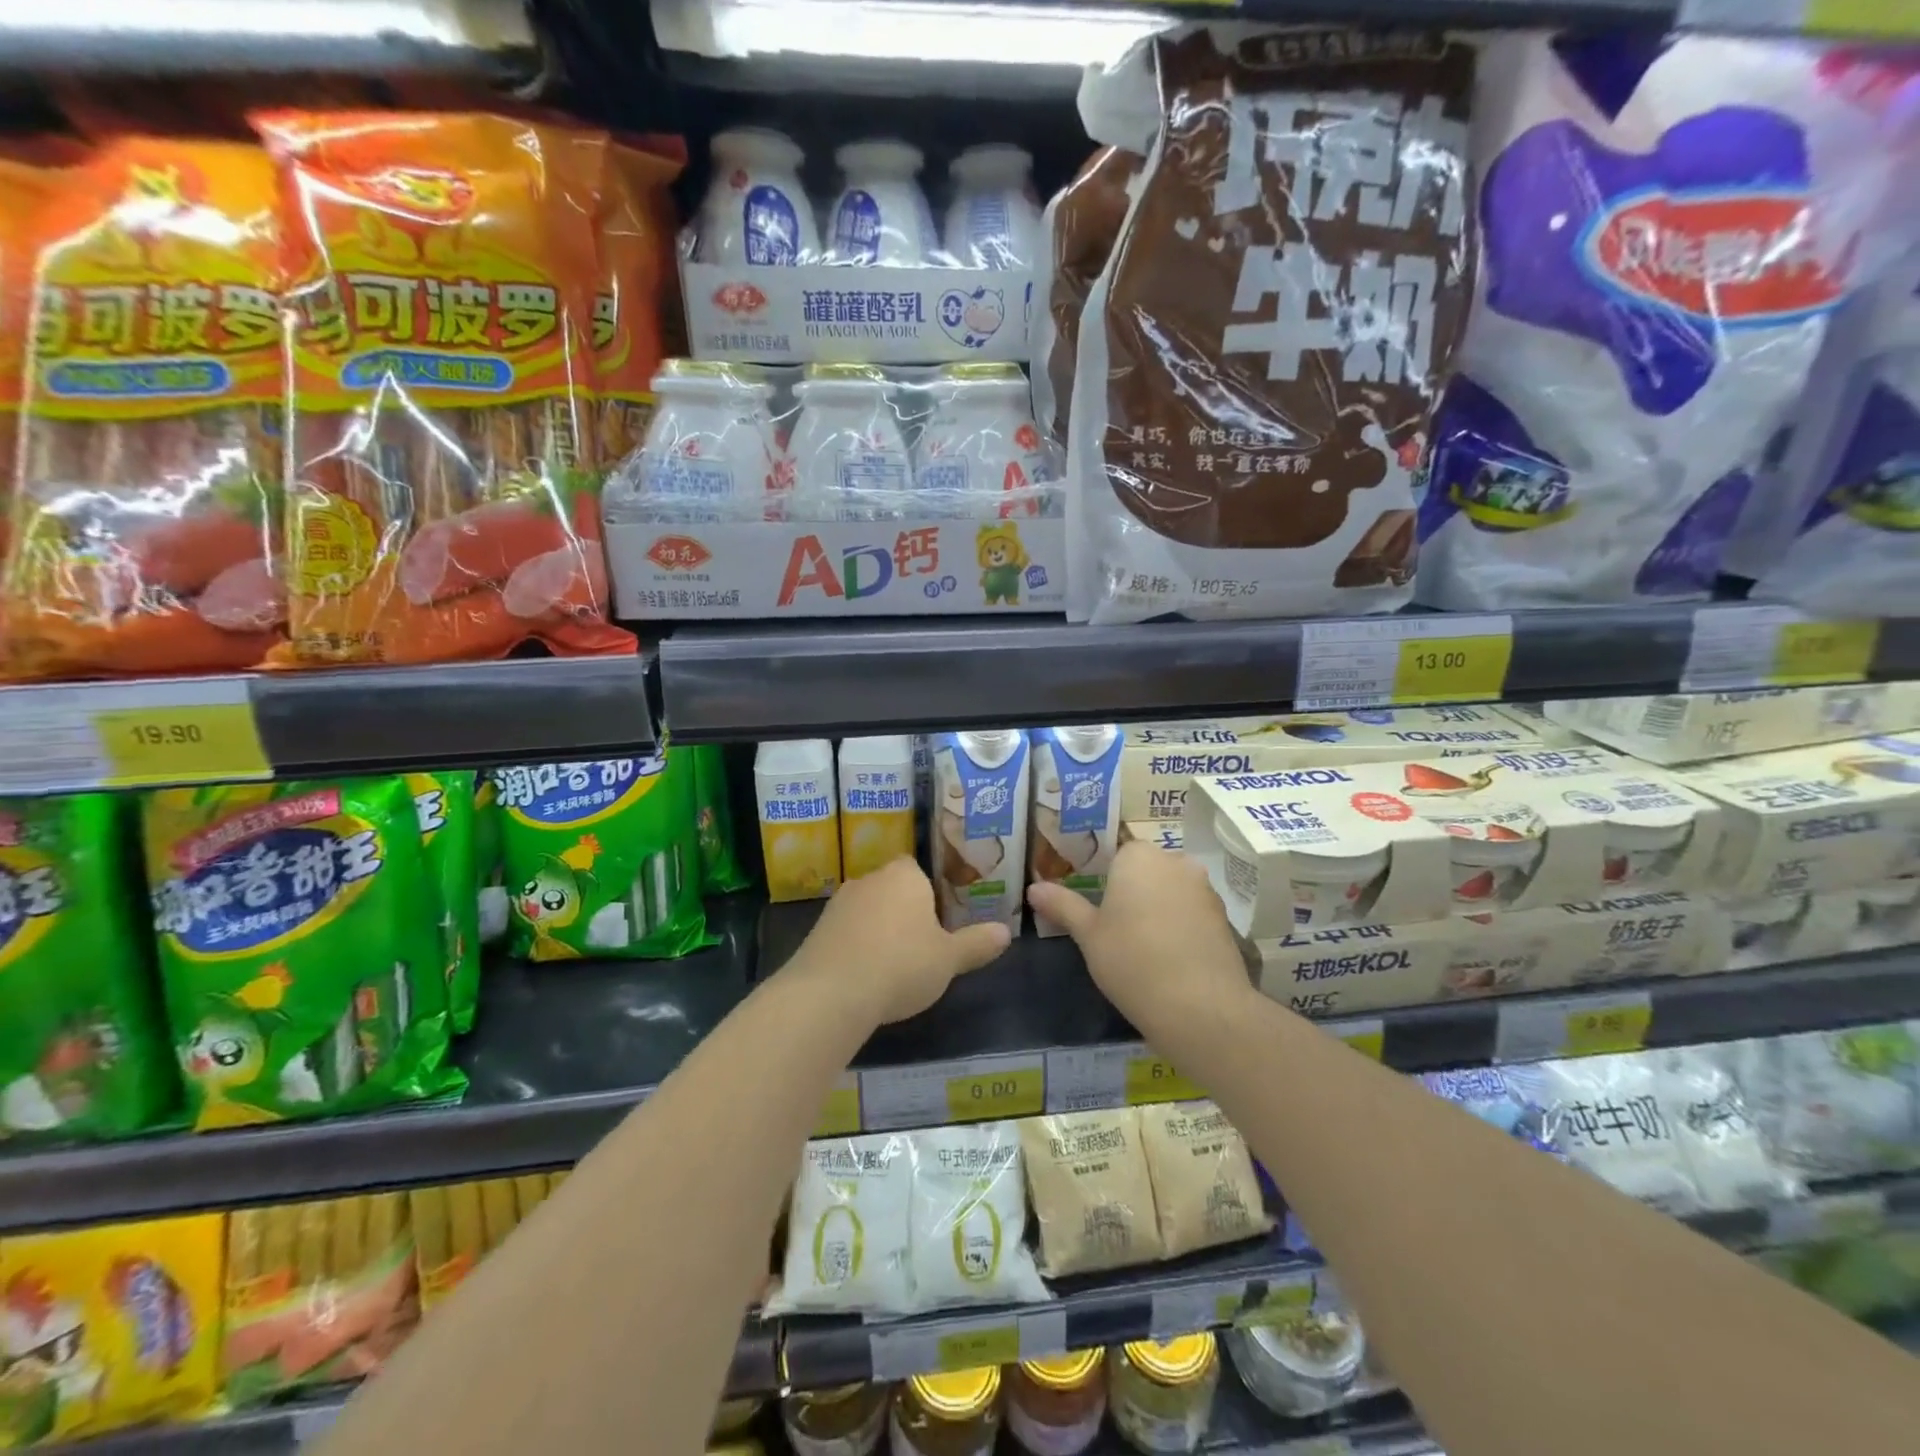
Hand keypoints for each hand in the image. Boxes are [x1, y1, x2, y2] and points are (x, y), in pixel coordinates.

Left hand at [787, 857, 1009, 1025]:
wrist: (831, 992)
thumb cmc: (902, 965)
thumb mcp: (949, 959)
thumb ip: (977, 943)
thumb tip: (1006, 932)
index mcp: (905, 875)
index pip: (918, 869)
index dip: (930, 892)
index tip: (940, 920)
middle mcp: (870, 879)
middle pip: (892, 888)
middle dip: (904, 911)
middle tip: (922, 944)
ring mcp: (838, 903)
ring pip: (868, 910)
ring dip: (878, 929)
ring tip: (893, 965)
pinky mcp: (816, 929)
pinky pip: (846, 931)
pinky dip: (856, 946)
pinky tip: (865, 975)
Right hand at [1028, 842, 1252, 1033]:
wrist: (1200, 1007)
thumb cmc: (1132, 960)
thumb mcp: (1088, 935)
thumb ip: (1062, 905)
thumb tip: (1033, 888)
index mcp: (1138, 856)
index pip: (1116, 852)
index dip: (1103, 876)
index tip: (1092, 902)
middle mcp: (1175, 861)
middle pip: (1146, 869)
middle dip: (1132, 889)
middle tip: (1111, 924)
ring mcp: (1204, 889)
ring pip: (1170, 889)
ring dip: (1157, 906)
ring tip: (1139, 943)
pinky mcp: (1223, 918)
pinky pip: (1191, 911)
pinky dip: (1178, 924)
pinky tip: (1167, 955)